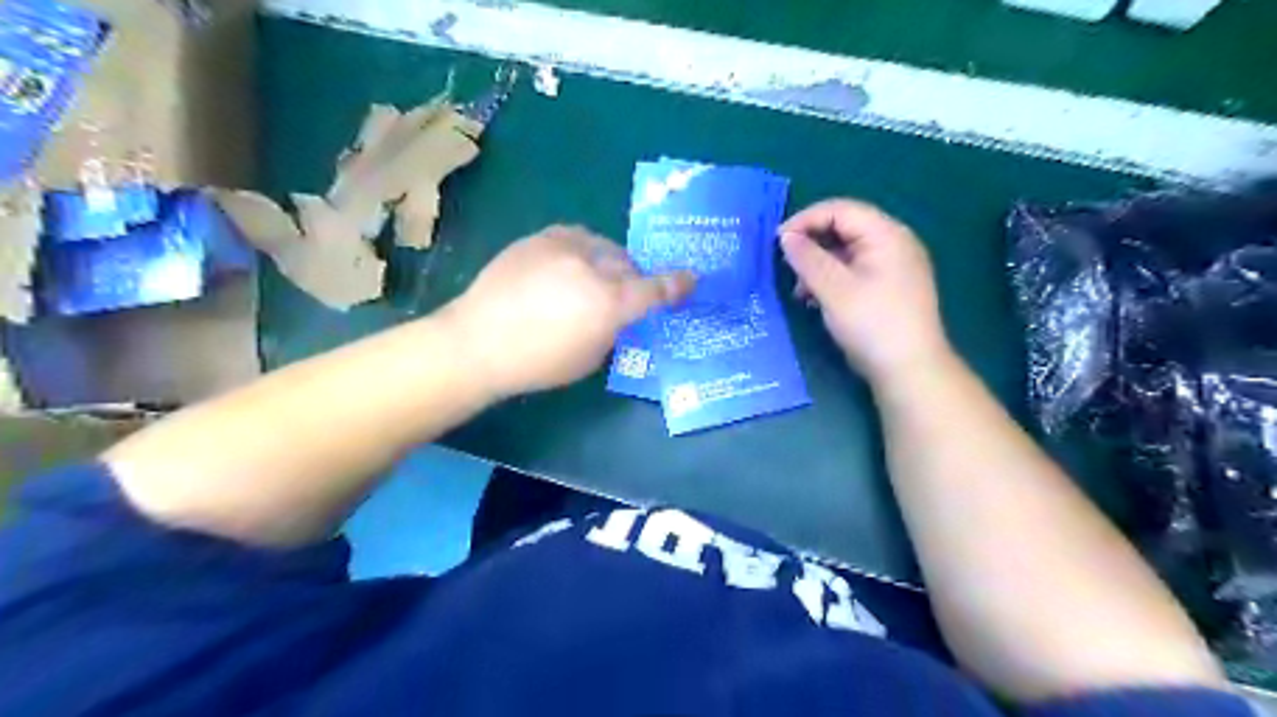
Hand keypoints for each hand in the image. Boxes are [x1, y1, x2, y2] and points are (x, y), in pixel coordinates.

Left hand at [443, 223, 697, 396]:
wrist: (478, 342)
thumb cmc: (537, 363)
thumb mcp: (589, 358)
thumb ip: (613, 329)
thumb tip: (616, 313)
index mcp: (609, 303)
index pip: (654, 290)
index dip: (676, 285)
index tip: (691, 279)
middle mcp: (593, 267)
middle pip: (628, 264)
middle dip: (631, 278)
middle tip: (621, 295)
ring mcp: (564, 247)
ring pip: (603, 246)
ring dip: (607, 262)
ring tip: (592, 278)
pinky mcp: (539, 239)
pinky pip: (574, 237)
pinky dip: (580, 250)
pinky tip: (567, 266)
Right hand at [773, 196, 951, 386]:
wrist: (909, 369)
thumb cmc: (871, 323)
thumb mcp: (833, 288)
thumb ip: (807, 258)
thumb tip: (786, 236)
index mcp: (886, 234)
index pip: (840, 210)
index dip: (805, 220)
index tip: (777, 242)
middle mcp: (894, 243)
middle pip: (844, 229)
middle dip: (811, 245)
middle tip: (786, 266)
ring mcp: (894, 266)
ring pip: (847, 252)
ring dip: (819, 265)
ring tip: (800, 291)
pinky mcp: (890, 288)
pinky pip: (855, 271)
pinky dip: (832, 279)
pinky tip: (816, 300)